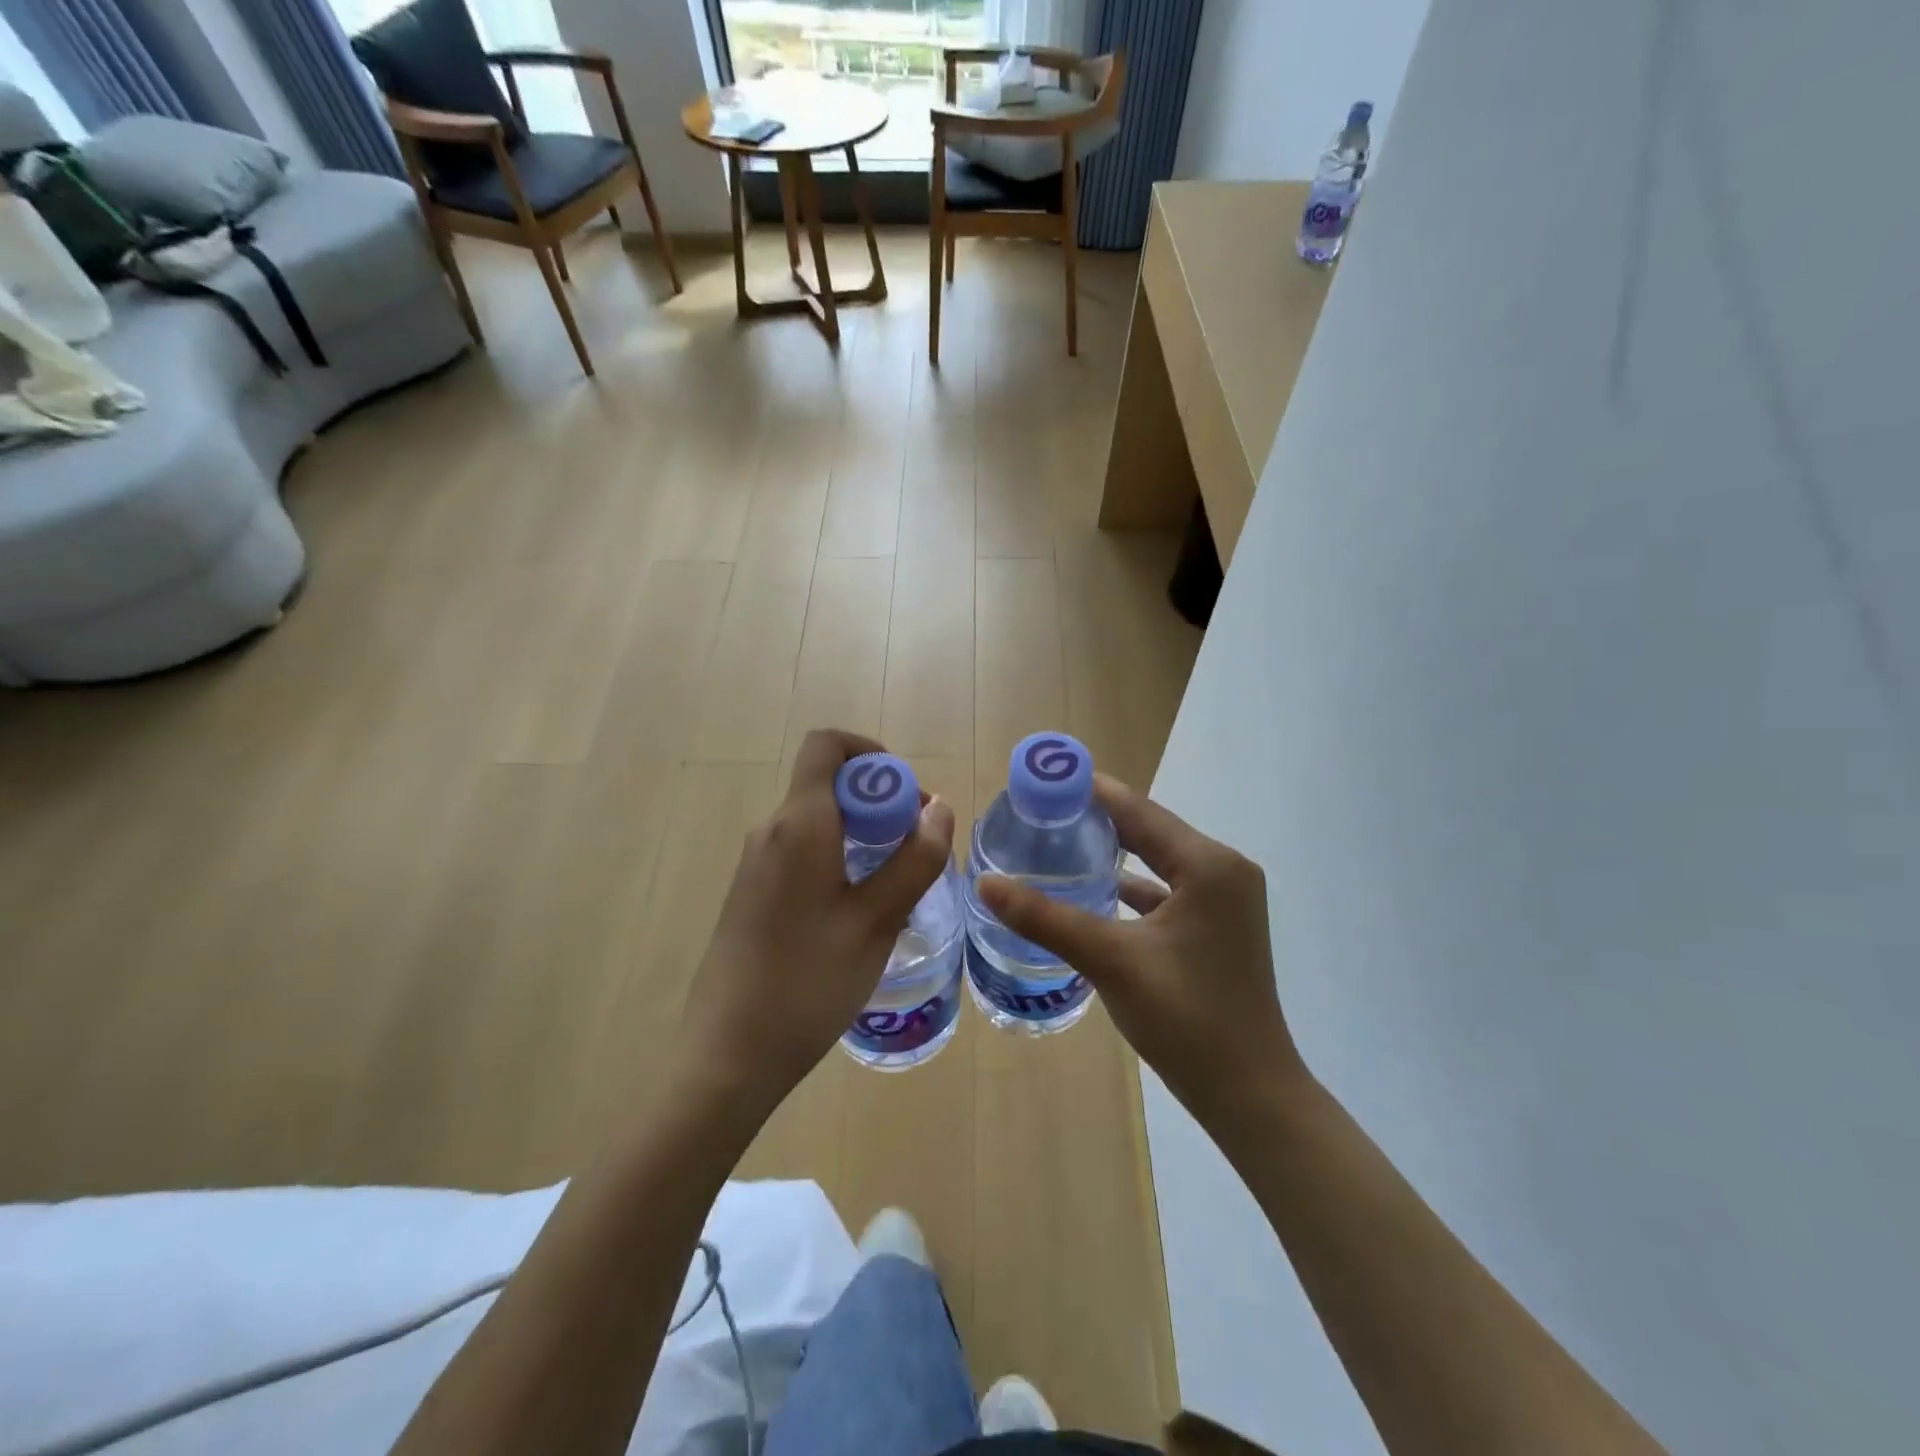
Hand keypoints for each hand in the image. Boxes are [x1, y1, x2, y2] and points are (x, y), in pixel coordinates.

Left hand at [676, 730, 955, 1128]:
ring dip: (862, 833)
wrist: (727, 1055)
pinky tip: (859, 911)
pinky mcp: (752, 893)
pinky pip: (802, 852)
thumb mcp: (877, 921)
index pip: (826, 745)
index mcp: (799, 824)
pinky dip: (838, 858)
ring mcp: (756, 863)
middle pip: (827, 784)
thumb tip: (939, 808)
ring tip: (896, 884)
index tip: (905, 793)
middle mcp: (771, 831)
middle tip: (917, 847)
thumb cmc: (809, 982)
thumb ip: (915, 859)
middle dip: (878, 800)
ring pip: (818, 821)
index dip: (870, 752)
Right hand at [977, 775, 1300, 1119]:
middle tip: (1039, 810)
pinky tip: (1093, 890)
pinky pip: (1166, 890)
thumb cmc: (1186, 1019)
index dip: (1088, 790)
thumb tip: (986, 882)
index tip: (1041, 778)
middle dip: (1095, 818)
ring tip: (1057, 840)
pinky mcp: (1217, 927)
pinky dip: (1131, 886)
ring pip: (1157, 860)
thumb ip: (1046, 917)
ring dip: (1112, 851)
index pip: (1138, 809)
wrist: (1249, 1095)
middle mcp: (1223, 870)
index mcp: (1208, 864)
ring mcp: (1224, 900)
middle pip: (1148, 829)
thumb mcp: (1110, 960)